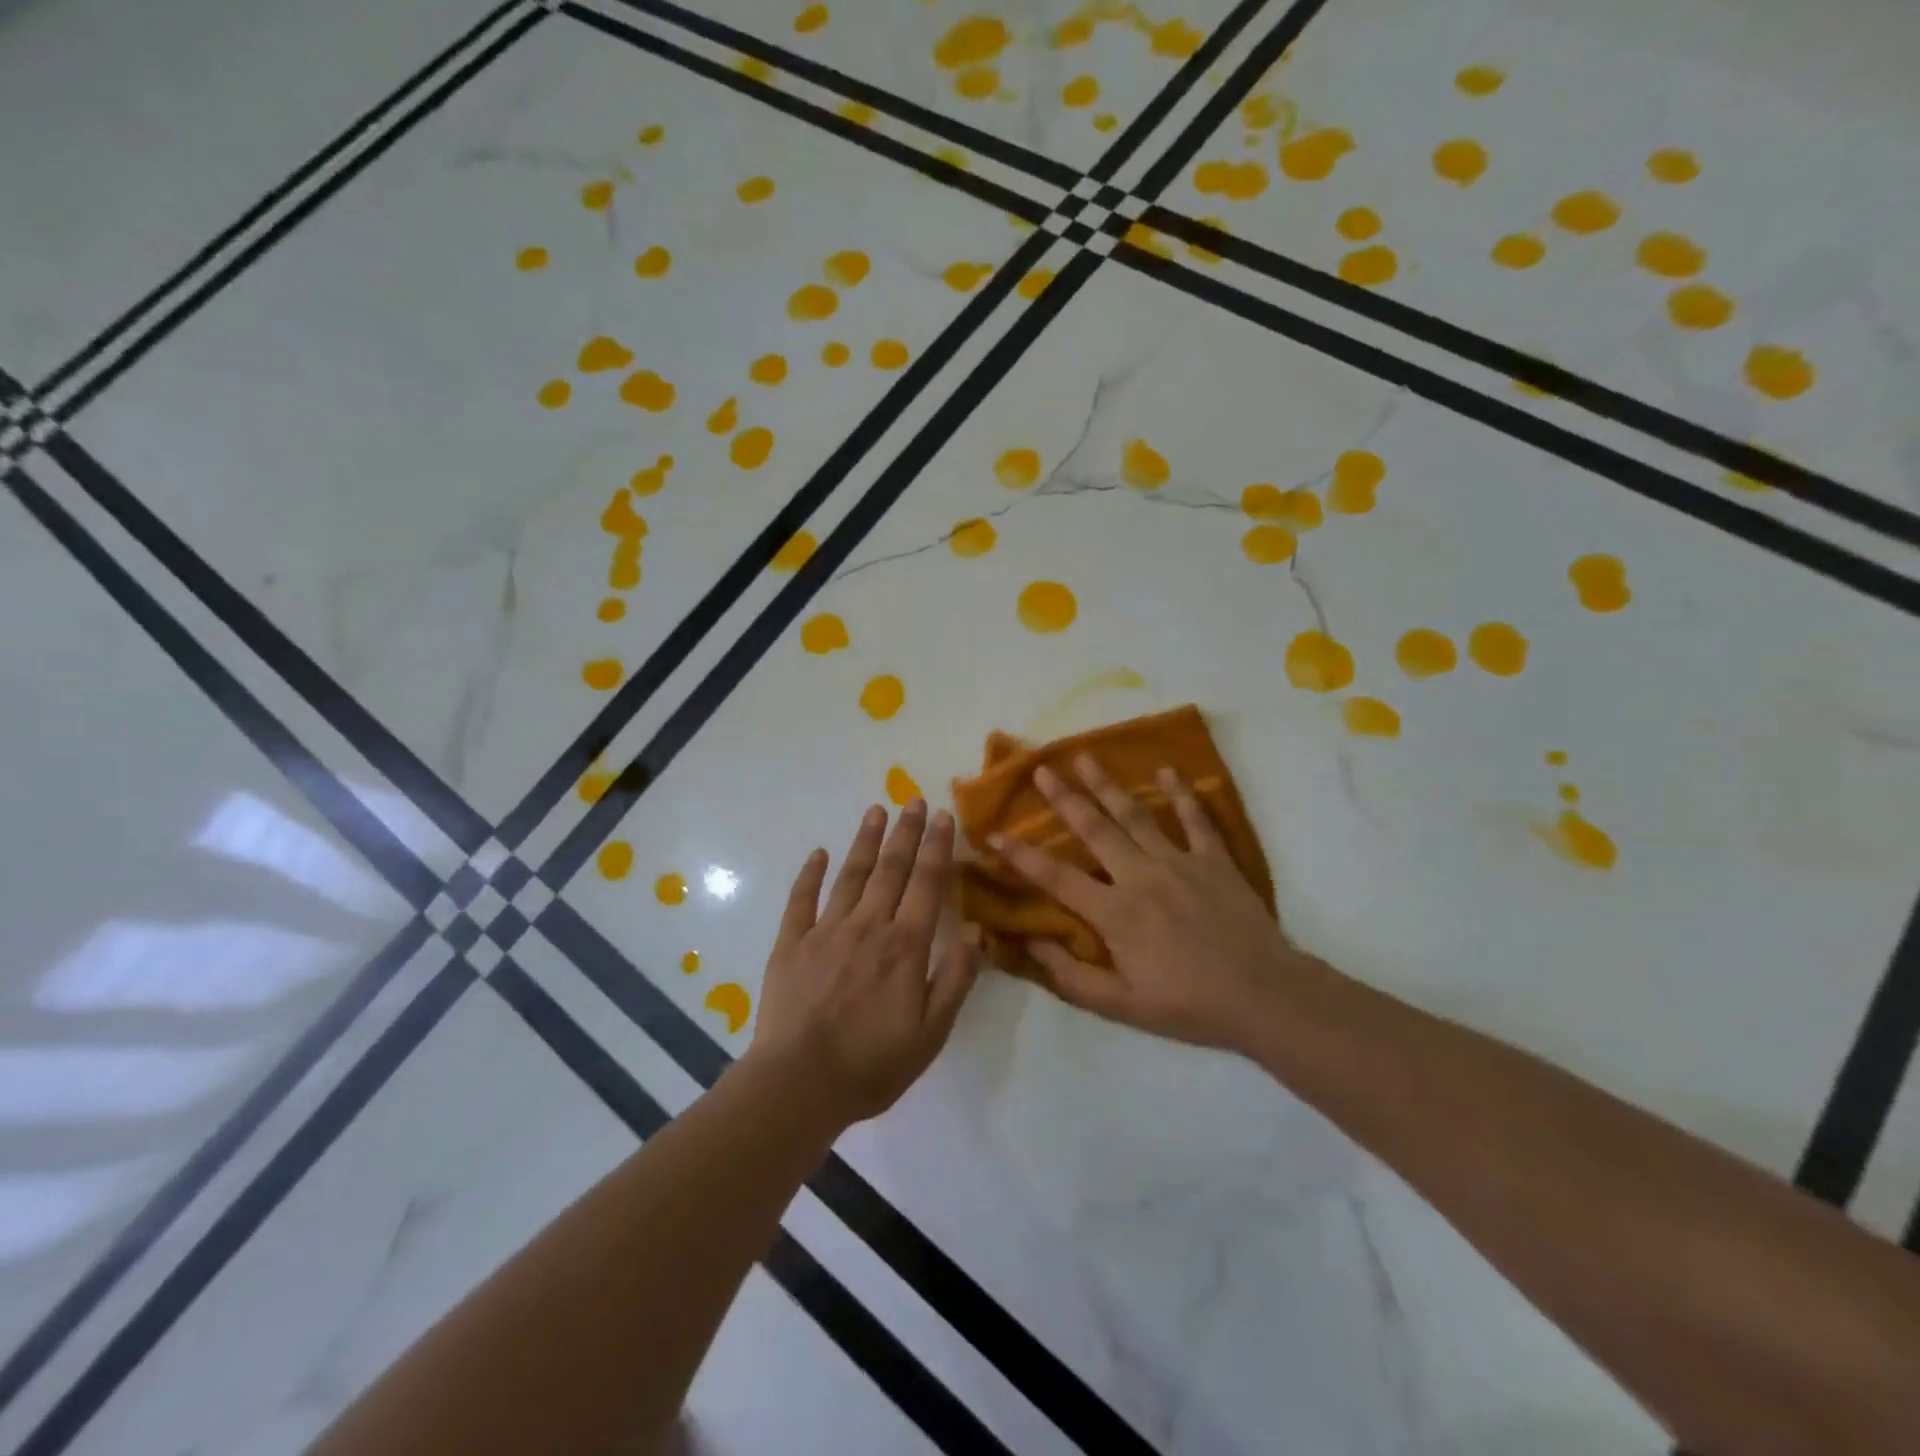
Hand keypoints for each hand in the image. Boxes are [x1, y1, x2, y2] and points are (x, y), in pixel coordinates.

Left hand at [748, 800, 979, 1126]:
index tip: (943, 815)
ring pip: (850, 875)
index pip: (927, 883)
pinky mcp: (790, 944)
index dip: (937, 847)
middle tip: (913, 800)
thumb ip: (956, 978)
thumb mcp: (932, 1032)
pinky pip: (801, 900)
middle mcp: (868, 926)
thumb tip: (976, 931)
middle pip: (891, 869)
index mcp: (905, 945)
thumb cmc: (873, 1063)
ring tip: (875, 811)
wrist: (799, 1084)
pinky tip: (817, 853)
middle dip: (905, 832)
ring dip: (865, 841)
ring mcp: (825, 931)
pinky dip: (809, 874)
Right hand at [991, 757, 1321, 1053]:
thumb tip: (1030, 943)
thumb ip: (1072, 976)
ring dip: (1108, 784)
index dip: (1020, 856)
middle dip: (1063, 798)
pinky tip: (1166, 771)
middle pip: (1094, 829)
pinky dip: (1181, 793)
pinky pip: (1195, 819)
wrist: (1262, 995)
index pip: (1056, 877)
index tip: (993, 835)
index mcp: (1115, 912)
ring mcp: (1179, 862)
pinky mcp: (1213, 859)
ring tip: (1085, 756)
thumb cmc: (1188, 1004)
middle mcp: (1140, 876)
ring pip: (1136, 815)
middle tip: (1042, 770)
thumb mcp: (1122, 1006)